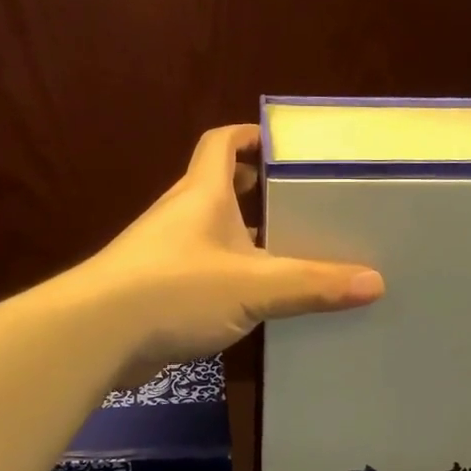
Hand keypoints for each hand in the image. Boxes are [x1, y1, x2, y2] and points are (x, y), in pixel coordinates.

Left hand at [85, 123, 384, 383]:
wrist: (95, 335)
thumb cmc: (175, 289)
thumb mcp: (255, 286)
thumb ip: (313, 284)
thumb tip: (375, 283)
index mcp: (202, 194)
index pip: (221, 143)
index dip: (250, 135)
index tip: (283, 145)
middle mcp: (181, 215)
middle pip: (219, 187)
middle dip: (257, 192)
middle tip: (301, 207)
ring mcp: (163, 253)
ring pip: (212, 234)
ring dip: (245, 239)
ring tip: (290, 255)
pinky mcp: (155, 289)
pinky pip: (202, 271)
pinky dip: (228, 276)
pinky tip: (255, 302)